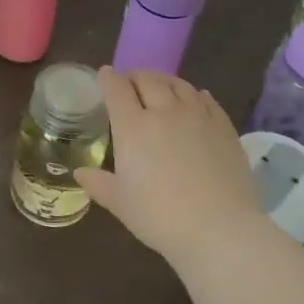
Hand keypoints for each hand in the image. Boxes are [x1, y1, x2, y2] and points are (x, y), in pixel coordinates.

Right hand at [74, 67, 259, 265]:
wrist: (219, 229)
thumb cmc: (160, 216)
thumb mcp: (120, 203)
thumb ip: (98, 183)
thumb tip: (80, 173)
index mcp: (133, 127)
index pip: (117, 89)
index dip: (109, 79)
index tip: (105, 74)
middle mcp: (164, 112)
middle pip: (148, 79)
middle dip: (136, 76)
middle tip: (131, 83)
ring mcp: (197, 117)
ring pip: (178, 84)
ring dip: (164, 81)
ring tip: (161, 87)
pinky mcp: (224, 127)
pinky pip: (207, 99)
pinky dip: (194, 94)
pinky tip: (194, 99)